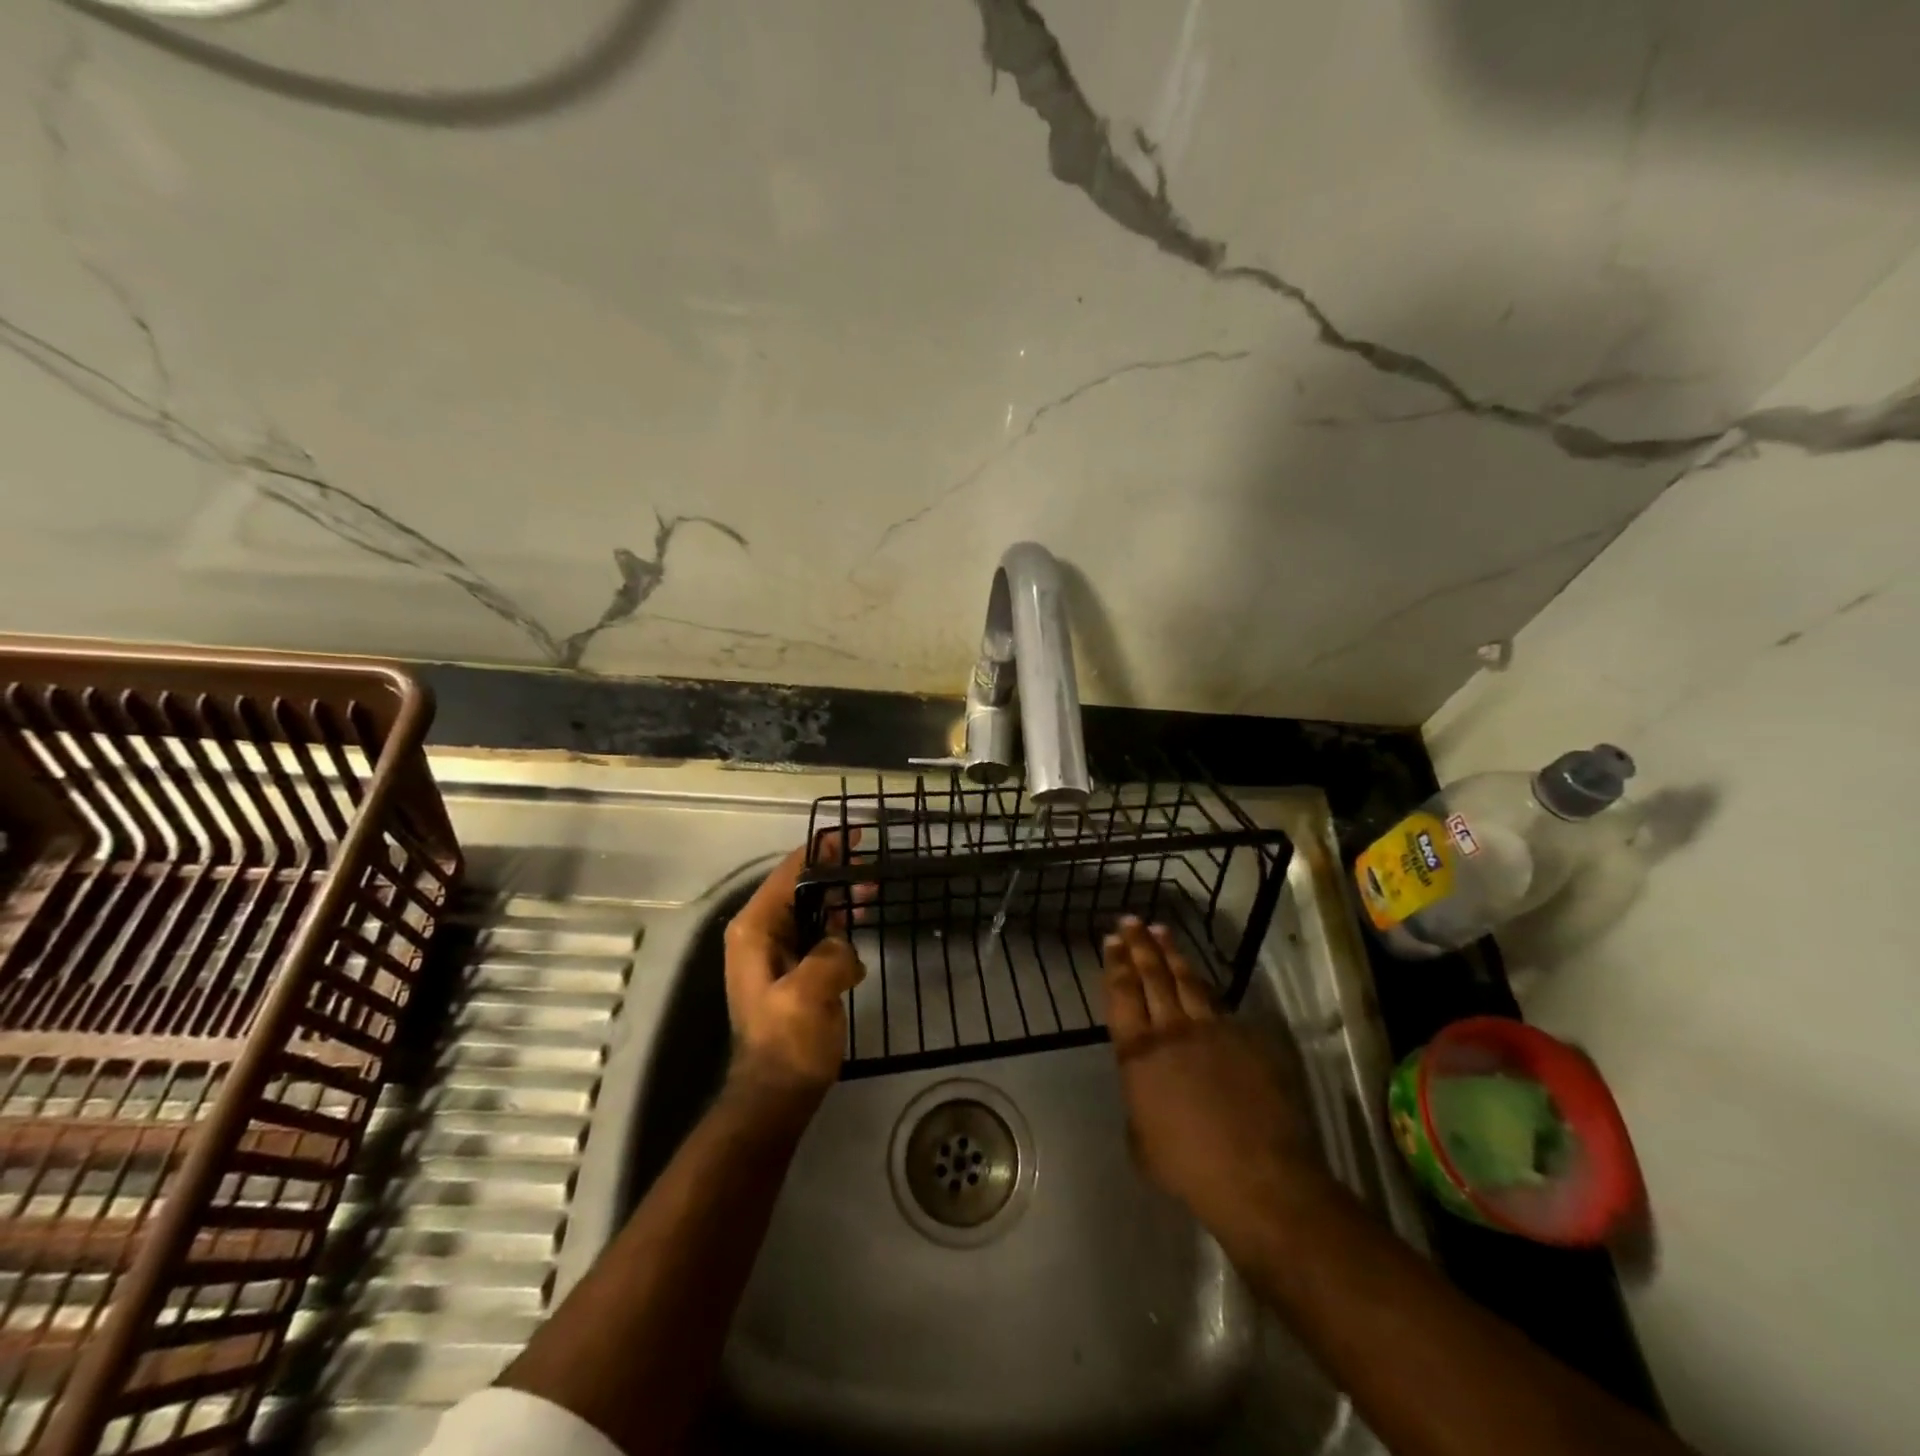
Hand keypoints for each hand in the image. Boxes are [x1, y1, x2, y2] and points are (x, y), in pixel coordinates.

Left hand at [723, 835, 867, 1101]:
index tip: (855, 836)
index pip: (789, 874)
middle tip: (871, 863)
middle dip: (835, 872)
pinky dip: (839, 922)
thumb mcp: (809, 994)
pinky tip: (862, 923)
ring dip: (840, 897)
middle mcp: (760, 933)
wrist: (777, 1094)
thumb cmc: (788, 1042)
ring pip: (811, 908)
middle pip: (800, 887)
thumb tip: (843, 944)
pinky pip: (817, 932)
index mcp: (755, 930)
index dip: (822, 850)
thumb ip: (829, 953)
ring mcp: (776, 952)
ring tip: (873, 891)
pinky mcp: (793, 970)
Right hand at [1103, 917, 1319, 1242]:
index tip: (1112, 939)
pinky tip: (1202, 982)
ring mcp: (1212, 1030)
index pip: (1122, 994)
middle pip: (1151, 976)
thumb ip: (1139, 1099)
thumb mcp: (1140, 1139)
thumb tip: (1147, 1085)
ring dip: (1171, 954)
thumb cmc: (1188, 1168)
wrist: (1256, 1176)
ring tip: (1161, 931)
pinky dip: (1206, 991)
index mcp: (1138, 1053)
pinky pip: (1220, 1008)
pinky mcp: (1247, 1039)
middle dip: (1139, 945)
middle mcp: (1171, 1031)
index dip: (1115, 964)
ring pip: (1187, 981)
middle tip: (1130, 921)